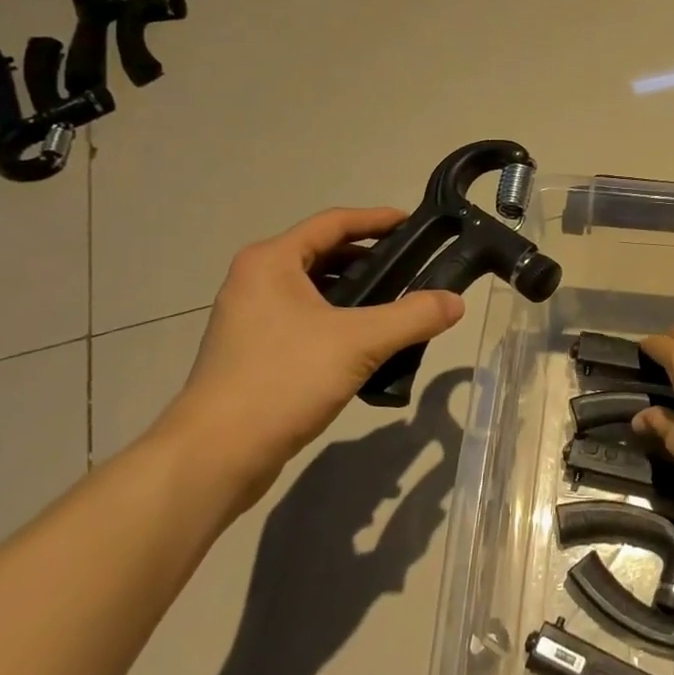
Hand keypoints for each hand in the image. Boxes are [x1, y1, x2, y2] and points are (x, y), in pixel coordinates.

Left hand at [157, 208, 464, 507]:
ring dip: (357, 296)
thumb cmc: (284, 379)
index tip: (414, 225)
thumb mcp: (359, 342)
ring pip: (316, 292)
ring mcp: (251, 319)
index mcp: (272, 262)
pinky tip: (369, 347)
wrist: (216, 454)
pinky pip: (307, 322)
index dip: (377, 220)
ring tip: (399, 309)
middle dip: (371, 261)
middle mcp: (256, 282)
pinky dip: (339, 323)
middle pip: (324, 255)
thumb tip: (457, 303)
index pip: (333, 223)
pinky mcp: (254, 353)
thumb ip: (413, 317)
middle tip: (414, 270)